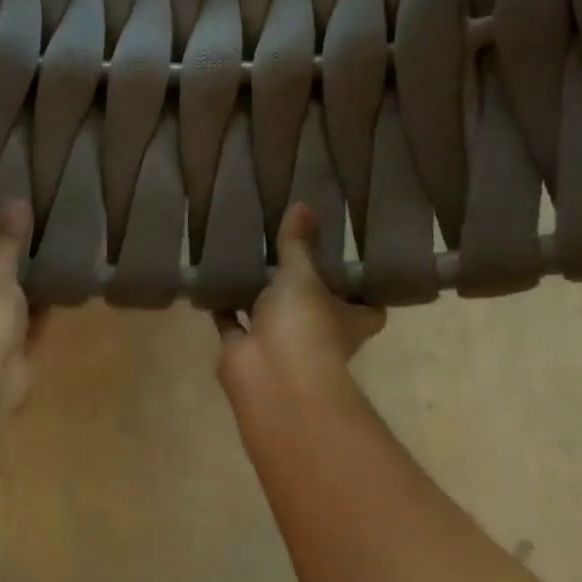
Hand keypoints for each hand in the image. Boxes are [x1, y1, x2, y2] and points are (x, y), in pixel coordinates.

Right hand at [217, 204, 385, 414]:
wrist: (269, 376)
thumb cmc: (304, 324)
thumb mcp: (304, 275)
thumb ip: (299, 243)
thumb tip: (304, 205)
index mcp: (348, 320)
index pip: (366, 306)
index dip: (361, 289)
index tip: (350, 262)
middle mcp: (317, 335)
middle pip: (315, 309)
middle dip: (303, 288)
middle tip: (290, 249)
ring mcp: (280, 346)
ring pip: (270, 315)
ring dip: (258, 296)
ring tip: (247, 259)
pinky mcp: (246, 352)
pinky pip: (233, 324)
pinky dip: (224, 308)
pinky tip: (214, 281)